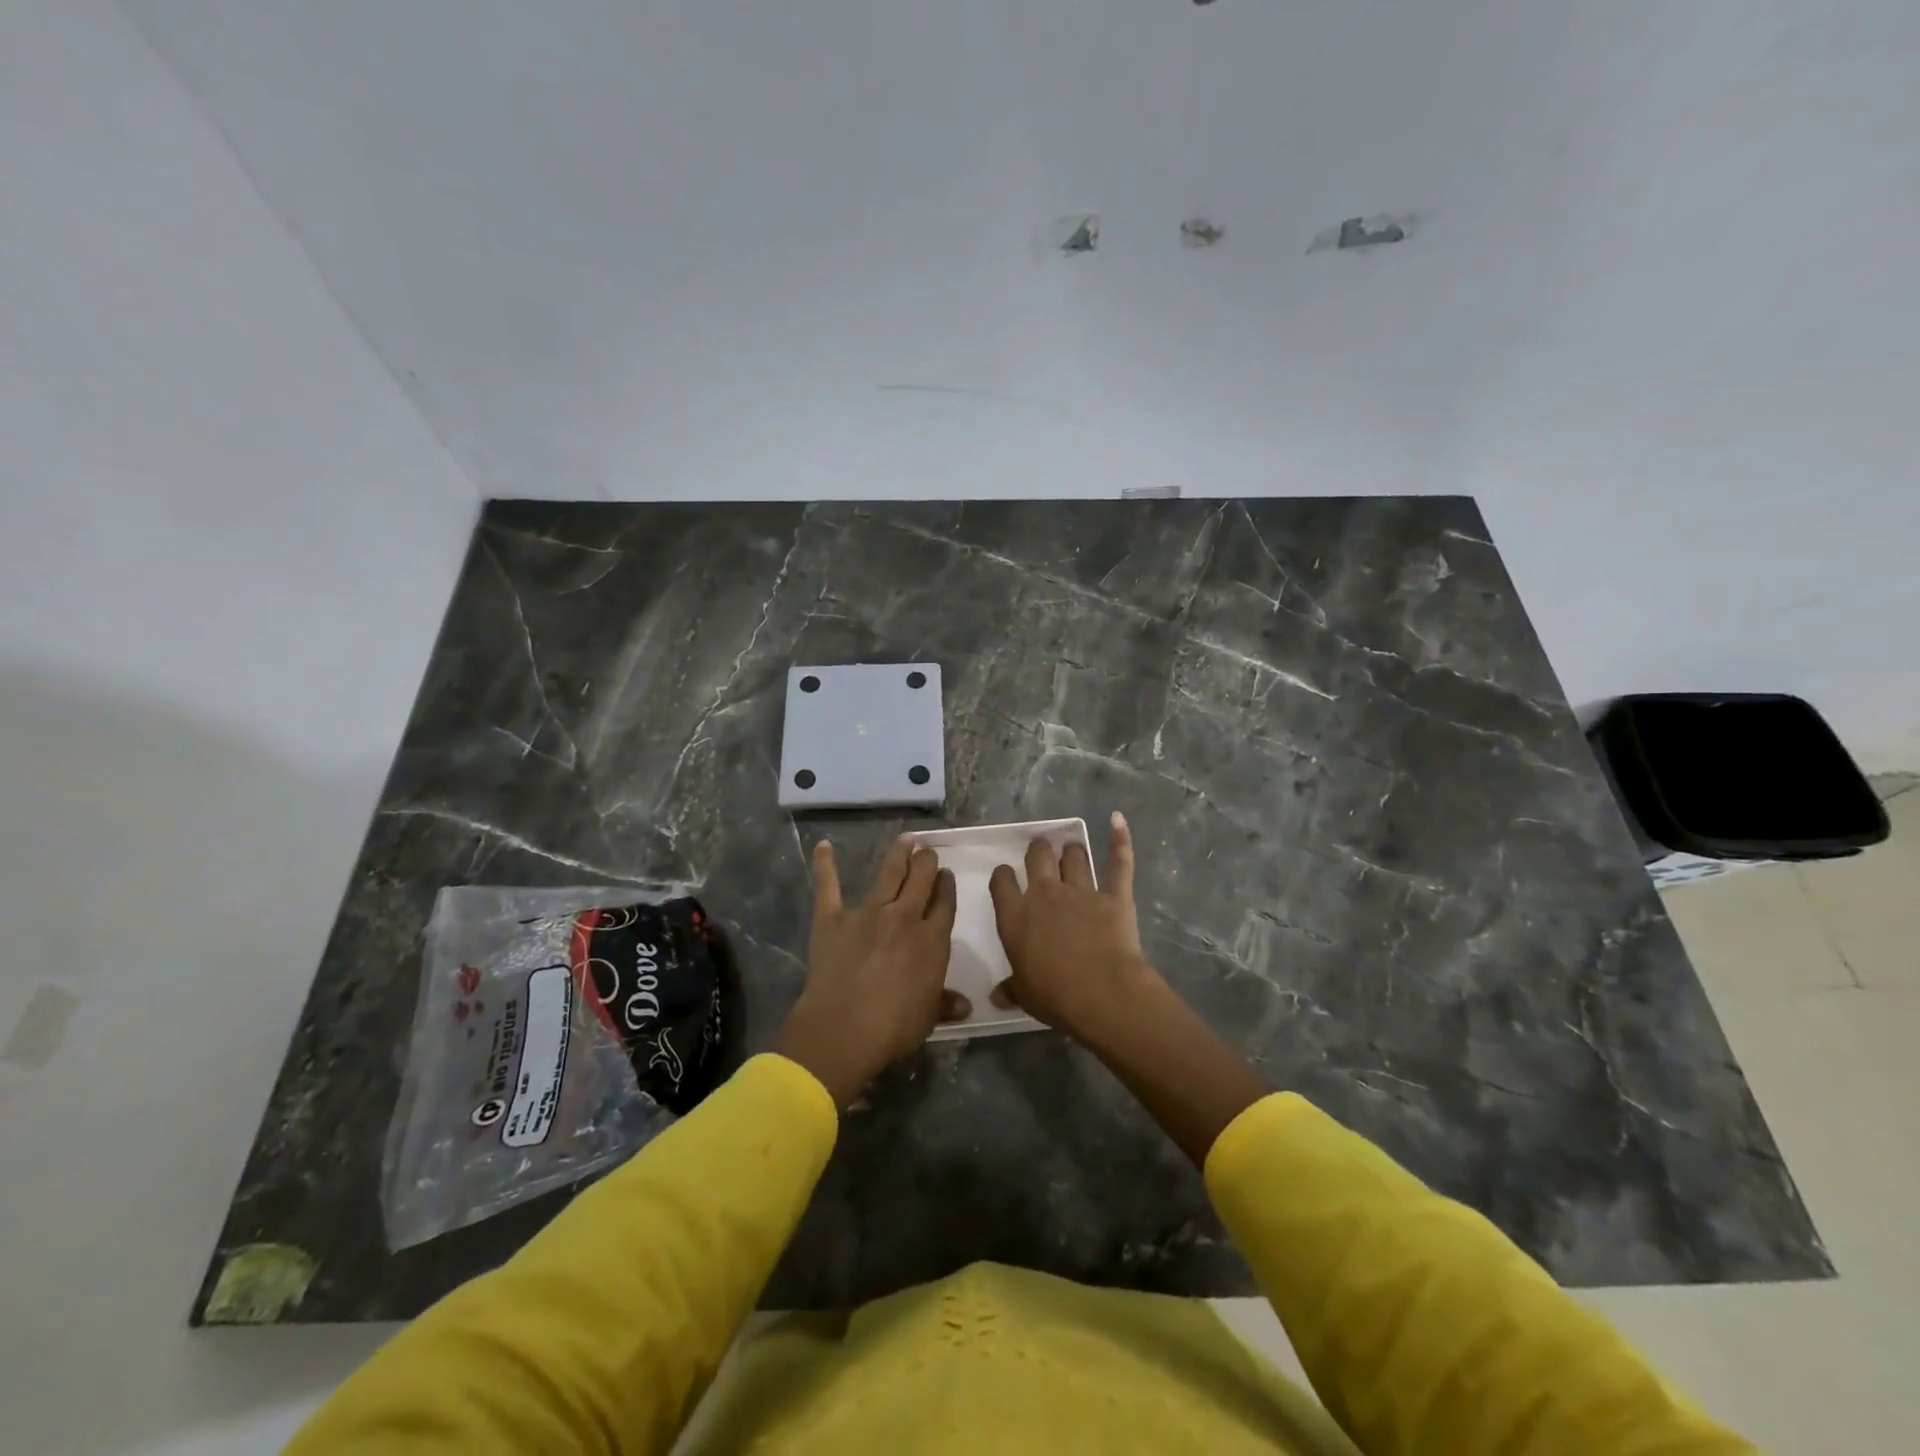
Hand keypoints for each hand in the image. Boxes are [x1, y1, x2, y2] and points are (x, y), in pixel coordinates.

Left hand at [773, 837, 961, 1108]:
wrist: (844, 1029)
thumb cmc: (893, 1028)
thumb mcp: (928, 1017)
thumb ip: (944, 1003)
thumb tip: (964, 1005)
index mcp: (931, 940)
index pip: (944, 903)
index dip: (946, 886)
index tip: (946, 875)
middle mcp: (904, 917)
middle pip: (921, 879)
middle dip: (927, 861)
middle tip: (929, 851)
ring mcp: (868, 913)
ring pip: (889, 873)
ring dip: (899, 854)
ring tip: (906, 839)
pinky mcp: (833, 918)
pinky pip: (829, 887)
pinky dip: (825, 865)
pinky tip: (824, 847)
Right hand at [987, 811, 1159, 1042]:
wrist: (1102, 993)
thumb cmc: (1055, 996)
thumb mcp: (1025, 995)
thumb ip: (1011, 989)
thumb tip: (996, 996)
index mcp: (1015, 916)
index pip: (1002, 881)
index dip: (1003, 876)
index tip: (1006, 876)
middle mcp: (1045, 894)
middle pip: (1037, 856)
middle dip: (1038, 850)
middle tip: (1040, 851)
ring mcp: (1081, 891)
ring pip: (1073, 855)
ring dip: (1071, 850)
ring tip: (1071, 849)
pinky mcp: (1114, 896)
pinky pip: (1118, 862)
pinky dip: (1120, 839)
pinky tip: (1118, 820)